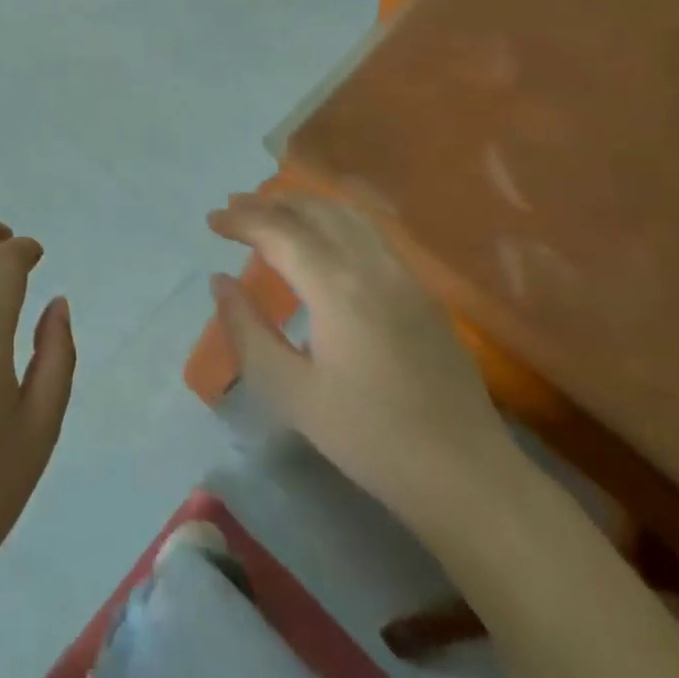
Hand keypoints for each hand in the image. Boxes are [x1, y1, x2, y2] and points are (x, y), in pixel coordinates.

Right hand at [209, 190, 517, 525]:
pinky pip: (372, 233)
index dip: (242, 220)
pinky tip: (325, 237)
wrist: (466, 475)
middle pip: (316, 211)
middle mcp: (371, 266)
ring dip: (305, 205)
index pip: (279, 232)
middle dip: (270, 202)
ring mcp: (404, 275)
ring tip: (273, 210)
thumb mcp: (291, 393)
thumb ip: (248, 331)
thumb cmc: (369, 438)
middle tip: (235, 207)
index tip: (212, 220)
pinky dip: (335, 219)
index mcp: (336, 288)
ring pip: (348, 215)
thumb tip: (219, 282)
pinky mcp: (422, 292)